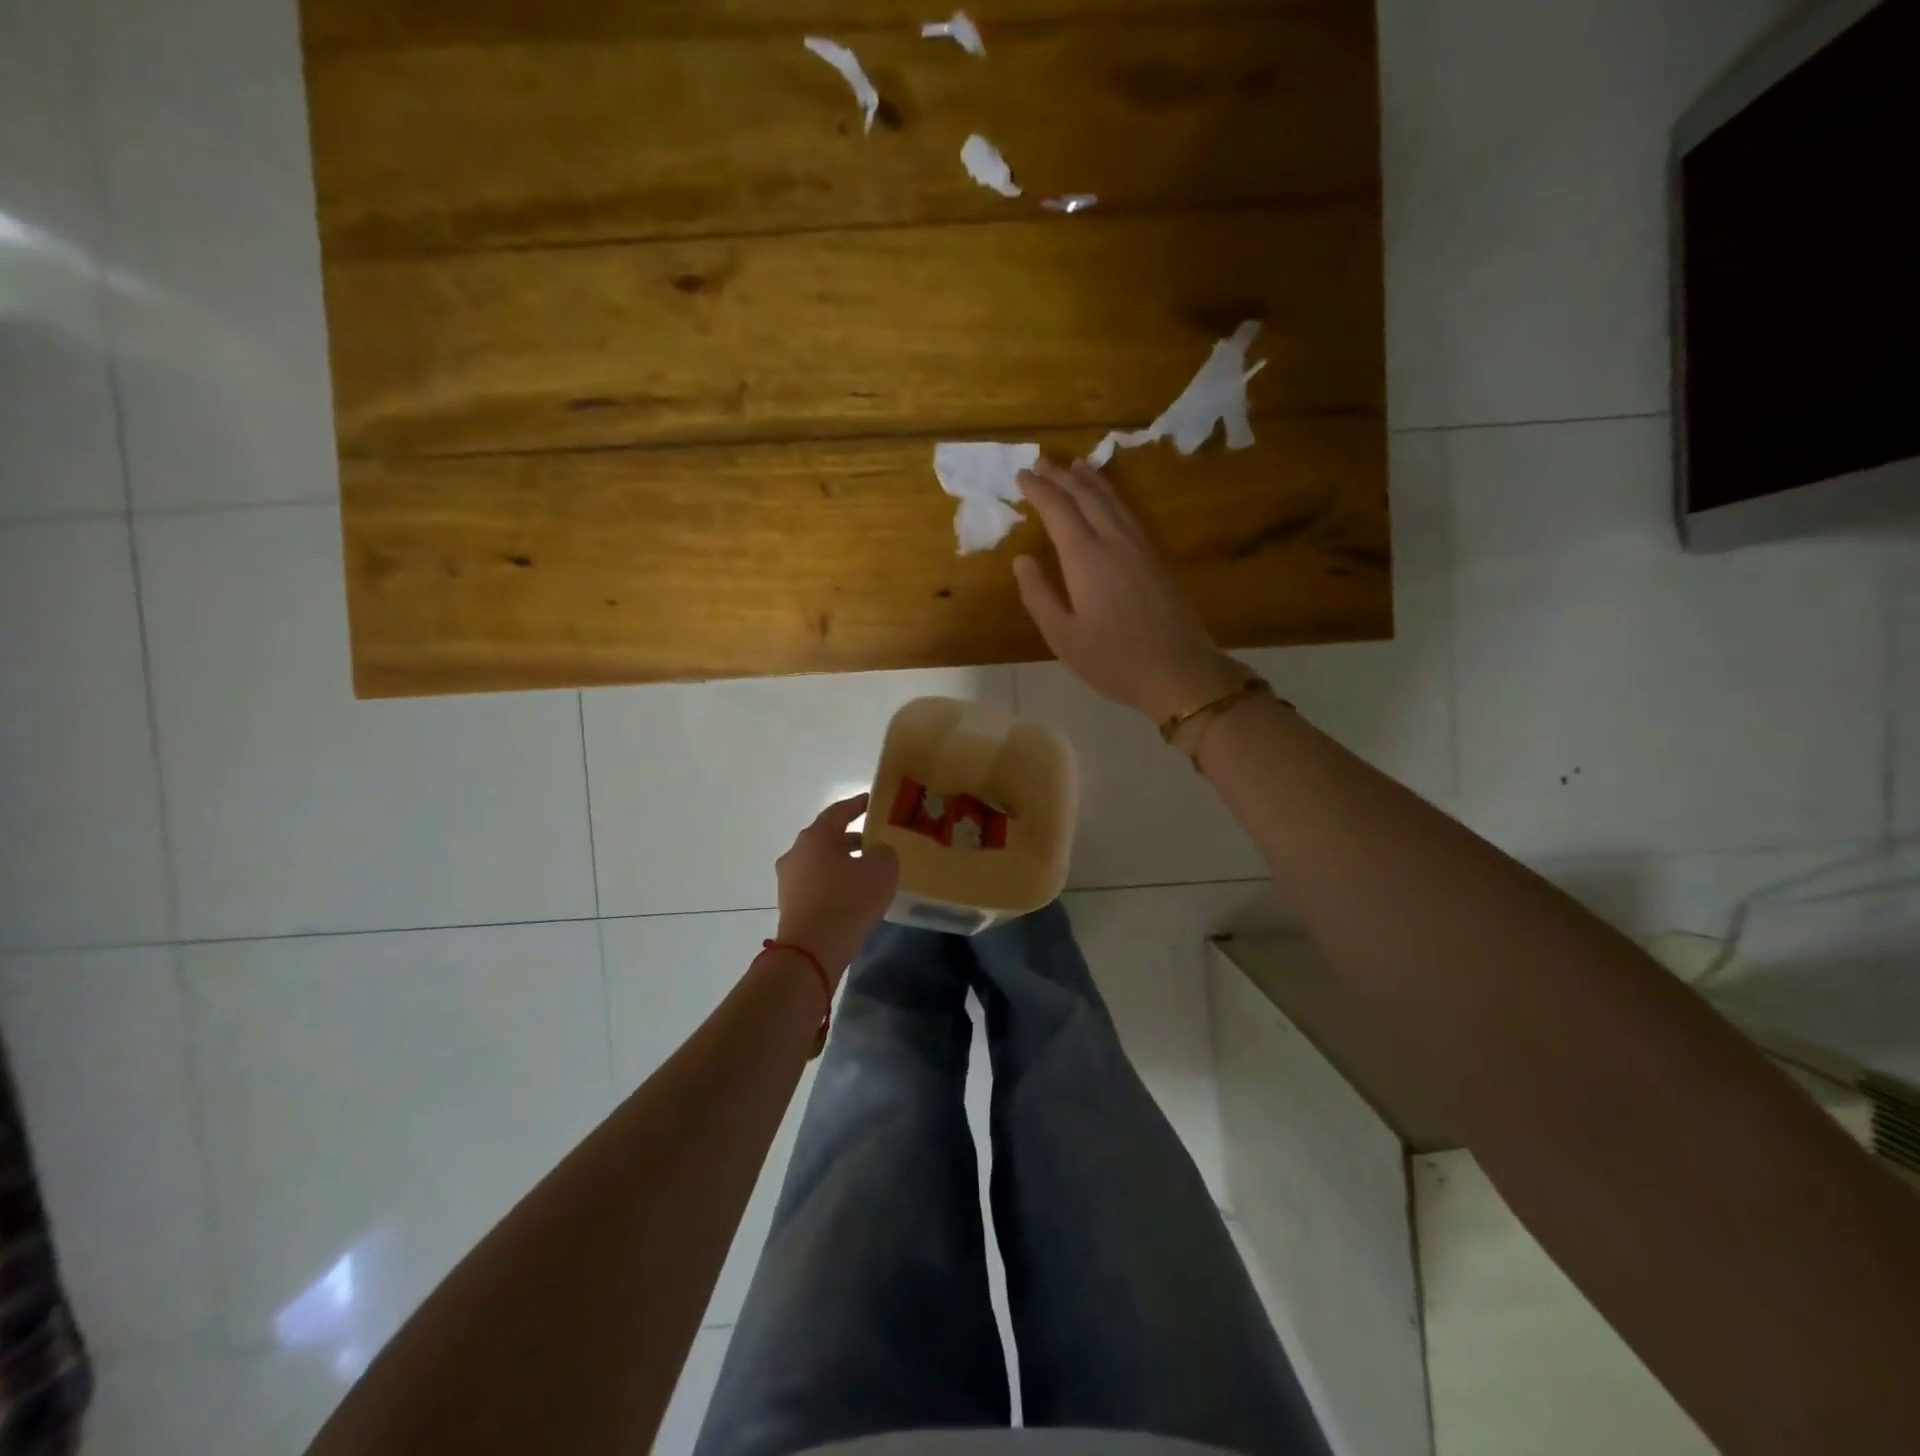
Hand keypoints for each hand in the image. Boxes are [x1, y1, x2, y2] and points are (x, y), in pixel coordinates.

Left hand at [774, 795, 899, 981]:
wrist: (812, 952)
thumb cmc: (848, 901)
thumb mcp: (882, 870)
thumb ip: (884, 852)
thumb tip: (877, 852)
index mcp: (815, 836)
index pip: (839, 811)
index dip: (859, 804)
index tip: (874, 802)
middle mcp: (796, 853)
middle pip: (828, 838)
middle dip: (853, 839)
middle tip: (878, 842)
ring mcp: (789, 881)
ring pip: (822, 863)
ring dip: (844, 864)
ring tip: (870, 873)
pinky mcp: (790, 905)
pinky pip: (817, 886)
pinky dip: (835, 885)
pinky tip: (855, 896)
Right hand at [1014, 459, 1244, 721]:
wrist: (1179, 672)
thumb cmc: (1113, 660)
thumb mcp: (1063, 637)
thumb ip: (1038, 595)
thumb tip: (1022, 560)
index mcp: (1087, 559)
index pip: (1059, 511)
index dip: (1039, 491)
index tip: (1021, 475)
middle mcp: (1115, 543)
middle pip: (1087, 498)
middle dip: (1062, 477)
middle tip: (1042, 463)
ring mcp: (1140, 548)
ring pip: (1113, 502)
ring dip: (1091, 481)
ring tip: (1075, 466)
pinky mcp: (1156, 560)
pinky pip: (1128, 514)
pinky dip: (1111, 498)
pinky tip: (1109, 503)